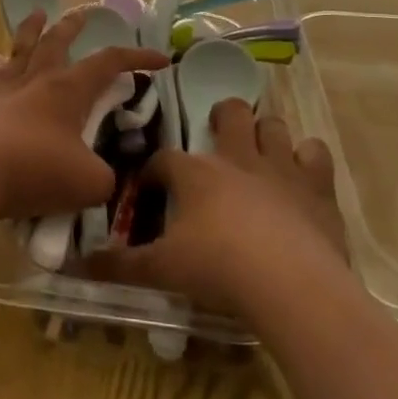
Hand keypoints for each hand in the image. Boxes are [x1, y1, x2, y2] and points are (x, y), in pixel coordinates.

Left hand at [0, 8, 167, 222]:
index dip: (137, 57)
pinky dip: (3, 69)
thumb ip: (106, 175)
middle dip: (74, 26)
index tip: (161, 59)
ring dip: (32, 30)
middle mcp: (37, 80)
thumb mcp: (92, 183)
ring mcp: (5, 91)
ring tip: (37, 14)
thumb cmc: (38, 171)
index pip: (109, 62)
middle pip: (58, 41)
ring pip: (22, 50)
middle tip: (84, 13)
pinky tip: (1, 69)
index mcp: (69, 89)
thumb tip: (103, 175)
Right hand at [91, 99, 347, 316]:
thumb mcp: (162, 270)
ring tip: (259, 152)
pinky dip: (307, 158)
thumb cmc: (219, 269)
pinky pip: (315, 152)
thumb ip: (121, 266)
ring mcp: (281, 167)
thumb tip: (79, 266)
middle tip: (217, 136)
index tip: (151, 190)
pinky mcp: (318, 186)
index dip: (155, 172)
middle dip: (222, 117)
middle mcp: (237, 158)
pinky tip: (302, 175)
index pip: (165, 160)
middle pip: (229, 113)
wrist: (291, 284)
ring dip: (264, 133)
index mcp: (195, 173)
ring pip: (273, 125)